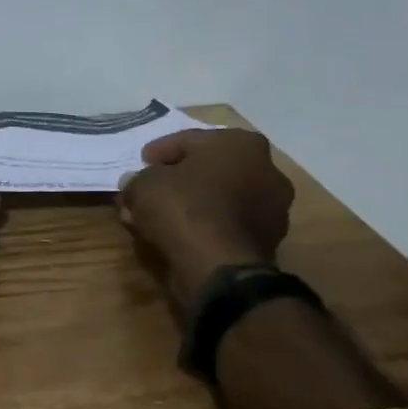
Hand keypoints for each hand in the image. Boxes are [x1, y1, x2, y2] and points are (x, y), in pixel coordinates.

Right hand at [116, 129, 293, 308]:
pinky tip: (179, 234)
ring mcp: (273, 208)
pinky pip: (227, 223)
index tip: (141, 163)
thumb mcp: (144, 184)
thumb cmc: (184, 208)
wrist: (219, 267)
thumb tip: (134, 184)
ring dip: (192, 203)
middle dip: (179, 178)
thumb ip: (138, 179)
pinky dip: (205, 225)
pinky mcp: (268, 240)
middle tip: (151, 187)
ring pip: (219, 198)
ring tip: (160, 216)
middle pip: (209, 169)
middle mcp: (267, 170)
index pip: (189, 140)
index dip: (159, 152)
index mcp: (241, 143)